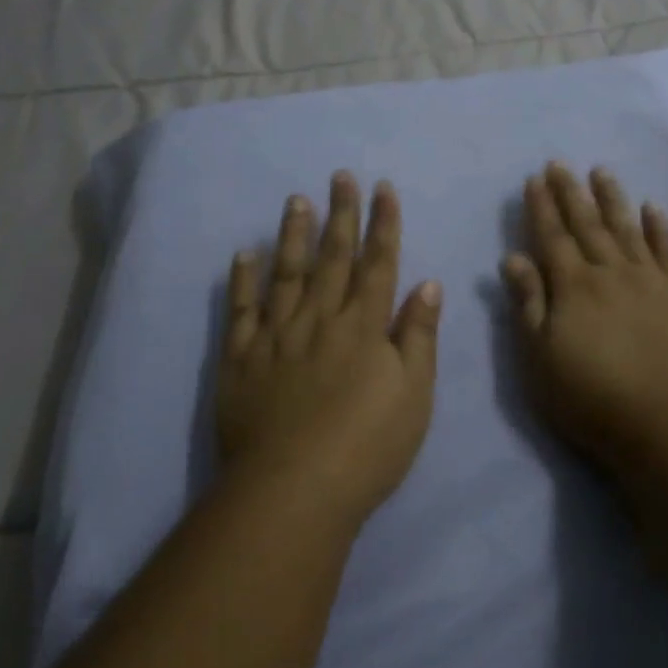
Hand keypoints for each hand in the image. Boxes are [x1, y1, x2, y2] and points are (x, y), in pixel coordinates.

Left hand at [218, 172, 441, 525]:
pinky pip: (240, 310)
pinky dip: (242, 279)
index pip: (378, 262)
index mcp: (364, 326)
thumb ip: (419, 336)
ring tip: (296, 199)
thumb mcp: (414, 395)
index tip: (383, 188)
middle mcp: (320, 318)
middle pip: (332, 257)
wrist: (293, 491)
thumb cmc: (367, 446)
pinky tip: (244, 253)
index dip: (383, 223)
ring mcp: (276, 335)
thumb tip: (428, 283)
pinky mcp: (240, 358)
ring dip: (293, 233)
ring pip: (286, 272)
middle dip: (340, 214)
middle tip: (339, 176)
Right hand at [503, 163, 667, 470]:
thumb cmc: (593, 399)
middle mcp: (611, 272)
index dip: (541, 207)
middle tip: (560, 163)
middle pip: (588, 224)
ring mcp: (651, 280)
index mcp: (574, 287)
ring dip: (612, 198)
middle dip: (571, 192)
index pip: (552, 237)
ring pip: (627, 228)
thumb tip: (513, 257)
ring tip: (601, 171)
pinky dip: (660, 226)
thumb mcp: (541, 359)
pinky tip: (653, 207)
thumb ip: (529, 304)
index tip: (534, 179)